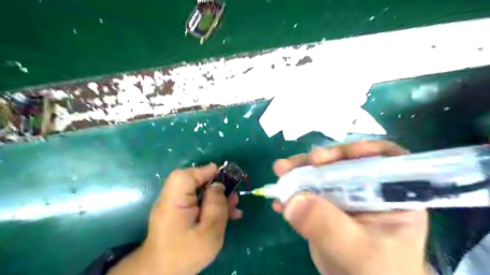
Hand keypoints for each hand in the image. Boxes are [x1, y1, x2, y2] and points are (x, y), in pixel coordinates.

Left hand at [110, 163, 242, 274]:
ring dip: (216, 197)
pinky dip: (211, 205)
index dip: (205, 172)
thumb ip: (215, 206)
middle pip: (194, 182)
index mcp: (174, 201)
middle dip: (215, 186)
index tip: (225, 175)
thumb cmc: (185, 254)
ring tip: (234, 205)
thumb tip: (218, 186)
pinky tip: (227, 214)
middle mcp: (172, 198)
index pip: (187, 175)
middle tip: (233, 194)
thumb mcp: (208, 232)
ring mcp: (175, 206)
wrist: (162, 274)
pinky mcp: (179, 213)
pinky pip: (197, 203)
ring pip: (198, 192)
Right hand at [274, 142, 429, 274]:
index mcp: (392, 194)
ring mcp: (344, 196)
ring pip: (323, 174)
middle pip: (345, 162)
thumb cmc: (374, 272)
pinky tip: (279, 200)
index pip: (385, 159)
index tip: (331, 156)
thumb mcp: (356, 251)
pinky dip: (293, 193)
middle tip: (295, 163)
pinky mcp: (326, 205)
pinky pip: (309, 192)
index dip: (361, 150)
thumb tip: (293, 200)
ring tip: (280, 171)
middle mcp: (368, 189)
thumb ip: (328, 225)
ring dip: (300, 171)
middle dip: (318, 160)